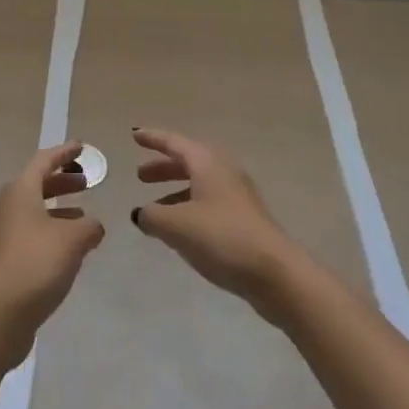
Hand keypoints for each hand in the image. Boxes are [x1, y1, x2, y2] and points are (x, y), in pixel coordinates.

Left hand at [0, 141, 104, 364]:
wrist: (0, 313)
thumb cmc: (38, 262)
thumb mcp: (73, 239)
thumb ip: (89, 226)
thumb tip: (93, 226)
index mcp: (20, 190)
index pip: (44, 160)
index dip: (65, 153)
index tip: (81, 147)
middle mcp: (6, 204)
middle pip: (37, 183)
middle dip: (62, 181)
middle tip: (86, 182)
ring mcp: (1, 231)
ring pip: (33, 209)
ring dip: (58, 208)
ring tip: (83, 215)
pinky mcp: (2, 256)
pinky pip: (30, 230)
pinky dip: (50, 228)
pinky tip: (68, 246)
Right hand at [130, 128, 305, 318]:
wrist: (274, 272)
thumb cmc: (222, 237)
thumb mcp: (177, 225)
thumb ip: (152, 216)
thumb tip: (140, 213)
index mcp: (206, 162)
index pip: (173, 143)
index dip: (152, 139)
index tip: (134, 135)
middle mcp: (223, 171)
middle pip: (187, 162)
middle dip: (163, 168)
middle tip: (140, 176)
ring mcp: (237, 195)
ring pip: (199, 184)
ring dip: (175, 191)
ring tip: (155, 209)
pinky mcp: (244, 219)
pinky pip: (209, 203)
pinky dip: (189, 208)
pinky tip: (180, 231)